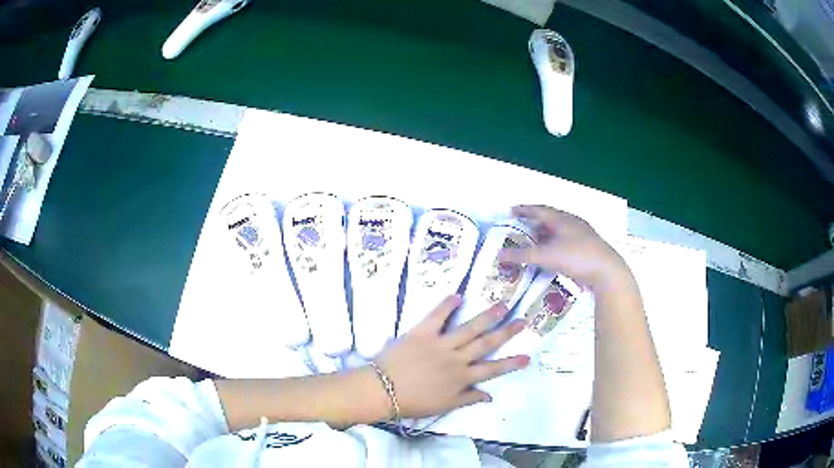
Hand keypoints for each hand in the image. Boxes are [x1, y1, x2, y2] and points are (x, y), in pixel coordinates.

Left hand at [373, 295, 529, 418]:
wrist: (382, 391)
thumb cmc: (413, 402)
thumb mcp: (444, 406)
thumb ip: (468, 399)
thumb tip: (489, 396)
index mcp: (461, 378)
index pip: (492, 370)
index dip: (511, 363)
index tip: (527, 356)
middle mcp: (456, 359)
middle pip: (486, 343)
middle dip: (506, 332)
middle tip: (522, 320)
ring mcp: (440, 344)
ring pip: (469, 328)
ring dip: (487, 316)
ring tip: (502, 305)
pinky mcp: (422, 332)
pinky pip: (437, 316)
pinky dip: (447, 305)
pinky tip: (458, 295)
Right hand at [499, 205, 631, 292]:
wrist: (607, 272)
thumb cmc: (576, 257)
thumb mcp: (546, 256)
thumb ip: (522, 256)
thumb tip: (499, 255)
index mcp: (562, 219)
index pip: (539, 209)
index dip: (524, 209)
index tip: (511, 211)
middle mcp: (572, 223)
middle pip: (549, 219)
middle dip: (533, 223)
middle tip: (520, 230)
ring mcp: (582, 235)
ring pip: (559, 231)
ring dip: (545, 236)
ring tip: (533, 244)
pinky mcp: (587, 247)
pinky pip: (566, 242)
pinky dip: (554, 245)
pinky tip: (551, 256)